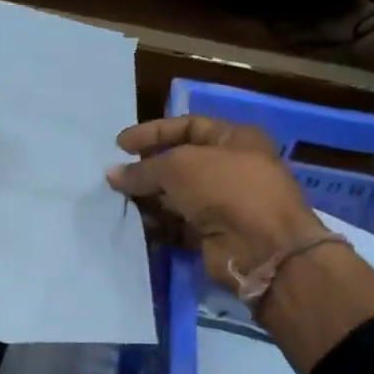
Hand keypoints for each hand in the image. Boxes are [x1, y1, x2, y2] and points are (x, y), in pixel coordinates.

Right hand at [107, 116, 325, 291]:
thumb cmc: (226, 189)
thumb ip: (143, 168)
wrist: (261, 247)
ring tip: (119, 202)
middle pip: (180, 163)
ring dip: (148, 199)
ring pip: (176, 196)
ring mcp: (223, 204)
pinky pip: (178, 225)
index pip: (188, 126)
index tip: (119, 145)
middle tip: (115, 178)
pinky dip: (157, 224)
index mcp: (235, 138)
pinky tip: (135, 225)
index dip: (153, 133)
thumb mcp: (179, 166)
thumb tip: (112, 174)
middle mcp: (231, 168)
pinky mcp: (212, 235)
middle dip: (147, 169)